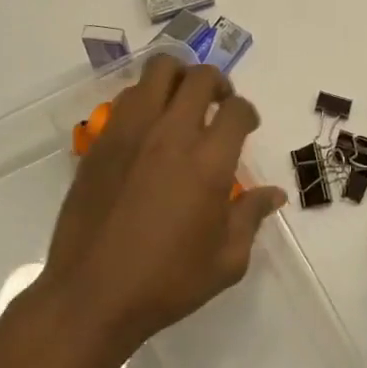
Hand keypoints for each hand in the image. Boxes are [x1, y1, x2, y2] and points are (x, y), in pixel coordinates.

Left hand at [35, 54, 285, 366]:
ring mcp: (131, 133)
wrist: (92, 295)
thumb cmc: (167, 282)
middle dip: (217, 82)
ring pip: (157, 72)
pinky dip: (145, 99)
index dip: (247, 113)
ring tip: (181, 103)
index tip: (246, 126)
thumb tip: (273, 194)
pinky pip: (127, 99)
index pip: (237, 109)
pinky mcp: (101, 142)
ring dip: (177, 79)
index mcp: (209, 162)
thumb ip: (251, 217)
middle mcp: (171, 135)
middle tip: (218, 103)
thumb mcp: (226, 260)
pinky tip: (148, 127)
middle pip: (199, 77)